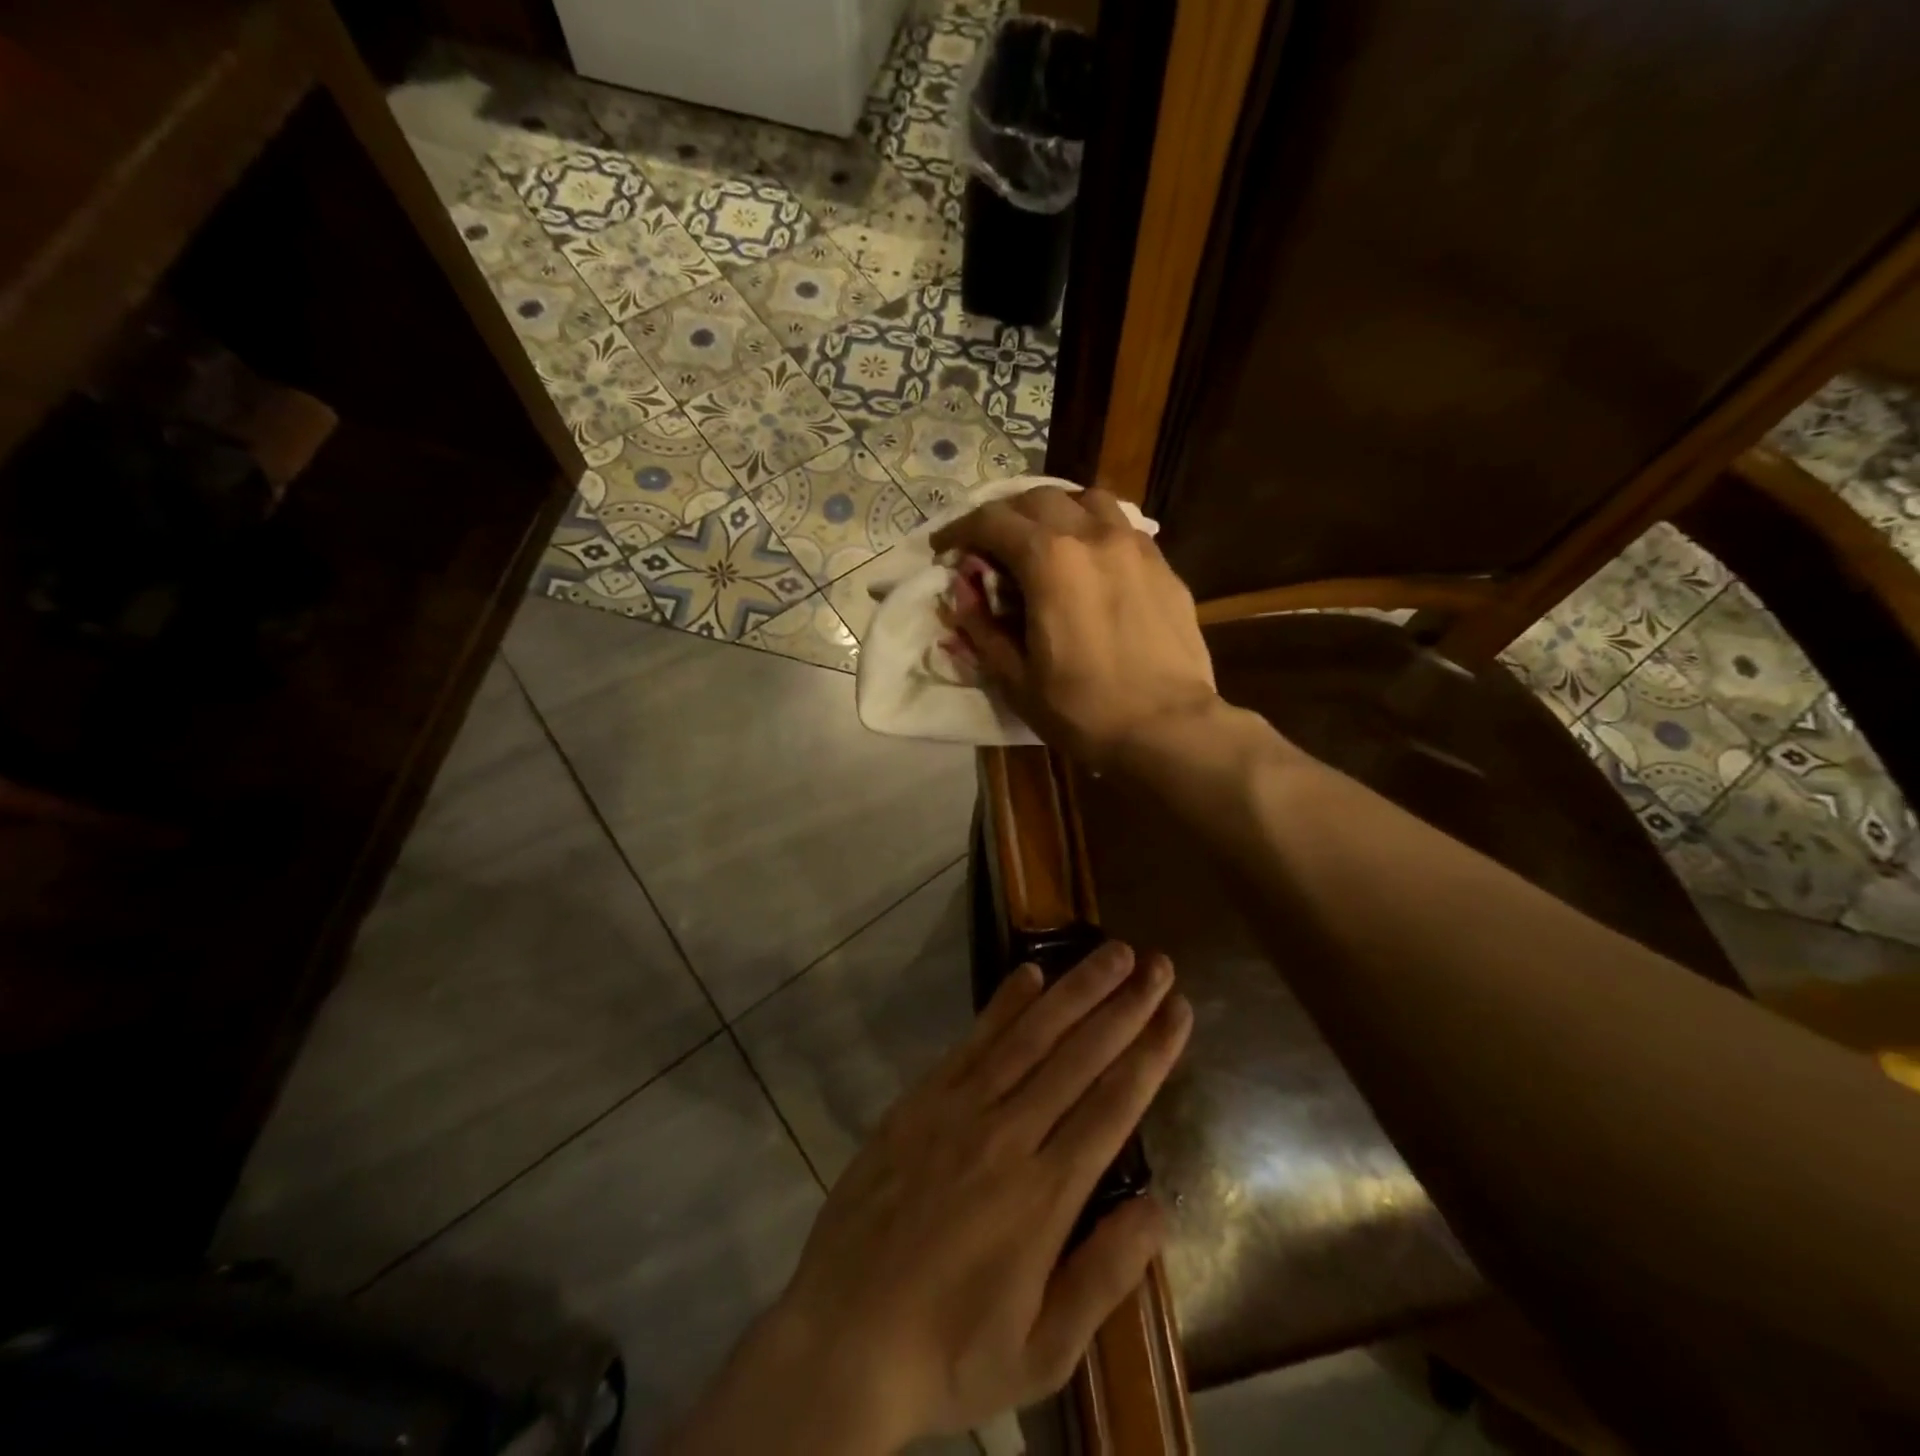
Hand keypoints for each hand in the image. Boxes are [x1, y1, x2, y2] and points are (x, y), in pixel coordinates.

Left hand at [670, 943, 1191, 1453]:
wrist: (842, 1337)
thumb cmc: (950, 1352)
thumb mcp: (1041, 1351)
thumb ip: (1104, 1276)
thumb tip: (1158, 1206)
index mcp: (1045, 1195)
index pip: (1114, 1105)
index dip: (1151, 1053)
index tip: (1179, 1010)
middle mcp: (1008, 1135)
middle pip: (1079, 1056)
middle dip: (1125, 1006)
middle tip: (1158, 963)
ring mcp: (960, 1109)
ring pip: (1031, 1035)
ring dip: (1075, 990)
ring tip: (1112, 952)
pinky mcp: (922, 1099)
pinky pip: (973, 1041)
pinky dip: (1004, 1003)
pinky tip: (1031, 974)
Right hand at [931, 487, 1217, 771]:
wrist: (1168, 729)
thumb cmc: (1083, 709)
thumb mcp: (1015, 677)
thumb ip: (981, 627)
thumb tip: (961, 591)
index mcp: (1050, 560)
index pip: (993, 521)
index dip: (959, 529)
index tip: (943, 547)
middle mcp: (1093, 536)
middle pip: (1038, 499)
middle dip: (1004, 515)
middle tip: (988, 545)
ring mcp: (1135, 546)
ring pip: (1087, 500)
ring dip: (1054, 511)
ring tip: (1043, 538)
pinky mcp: (1163, 566)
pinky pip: (1121, 526)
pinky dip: (1093, 529)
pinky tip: (1090, 560)